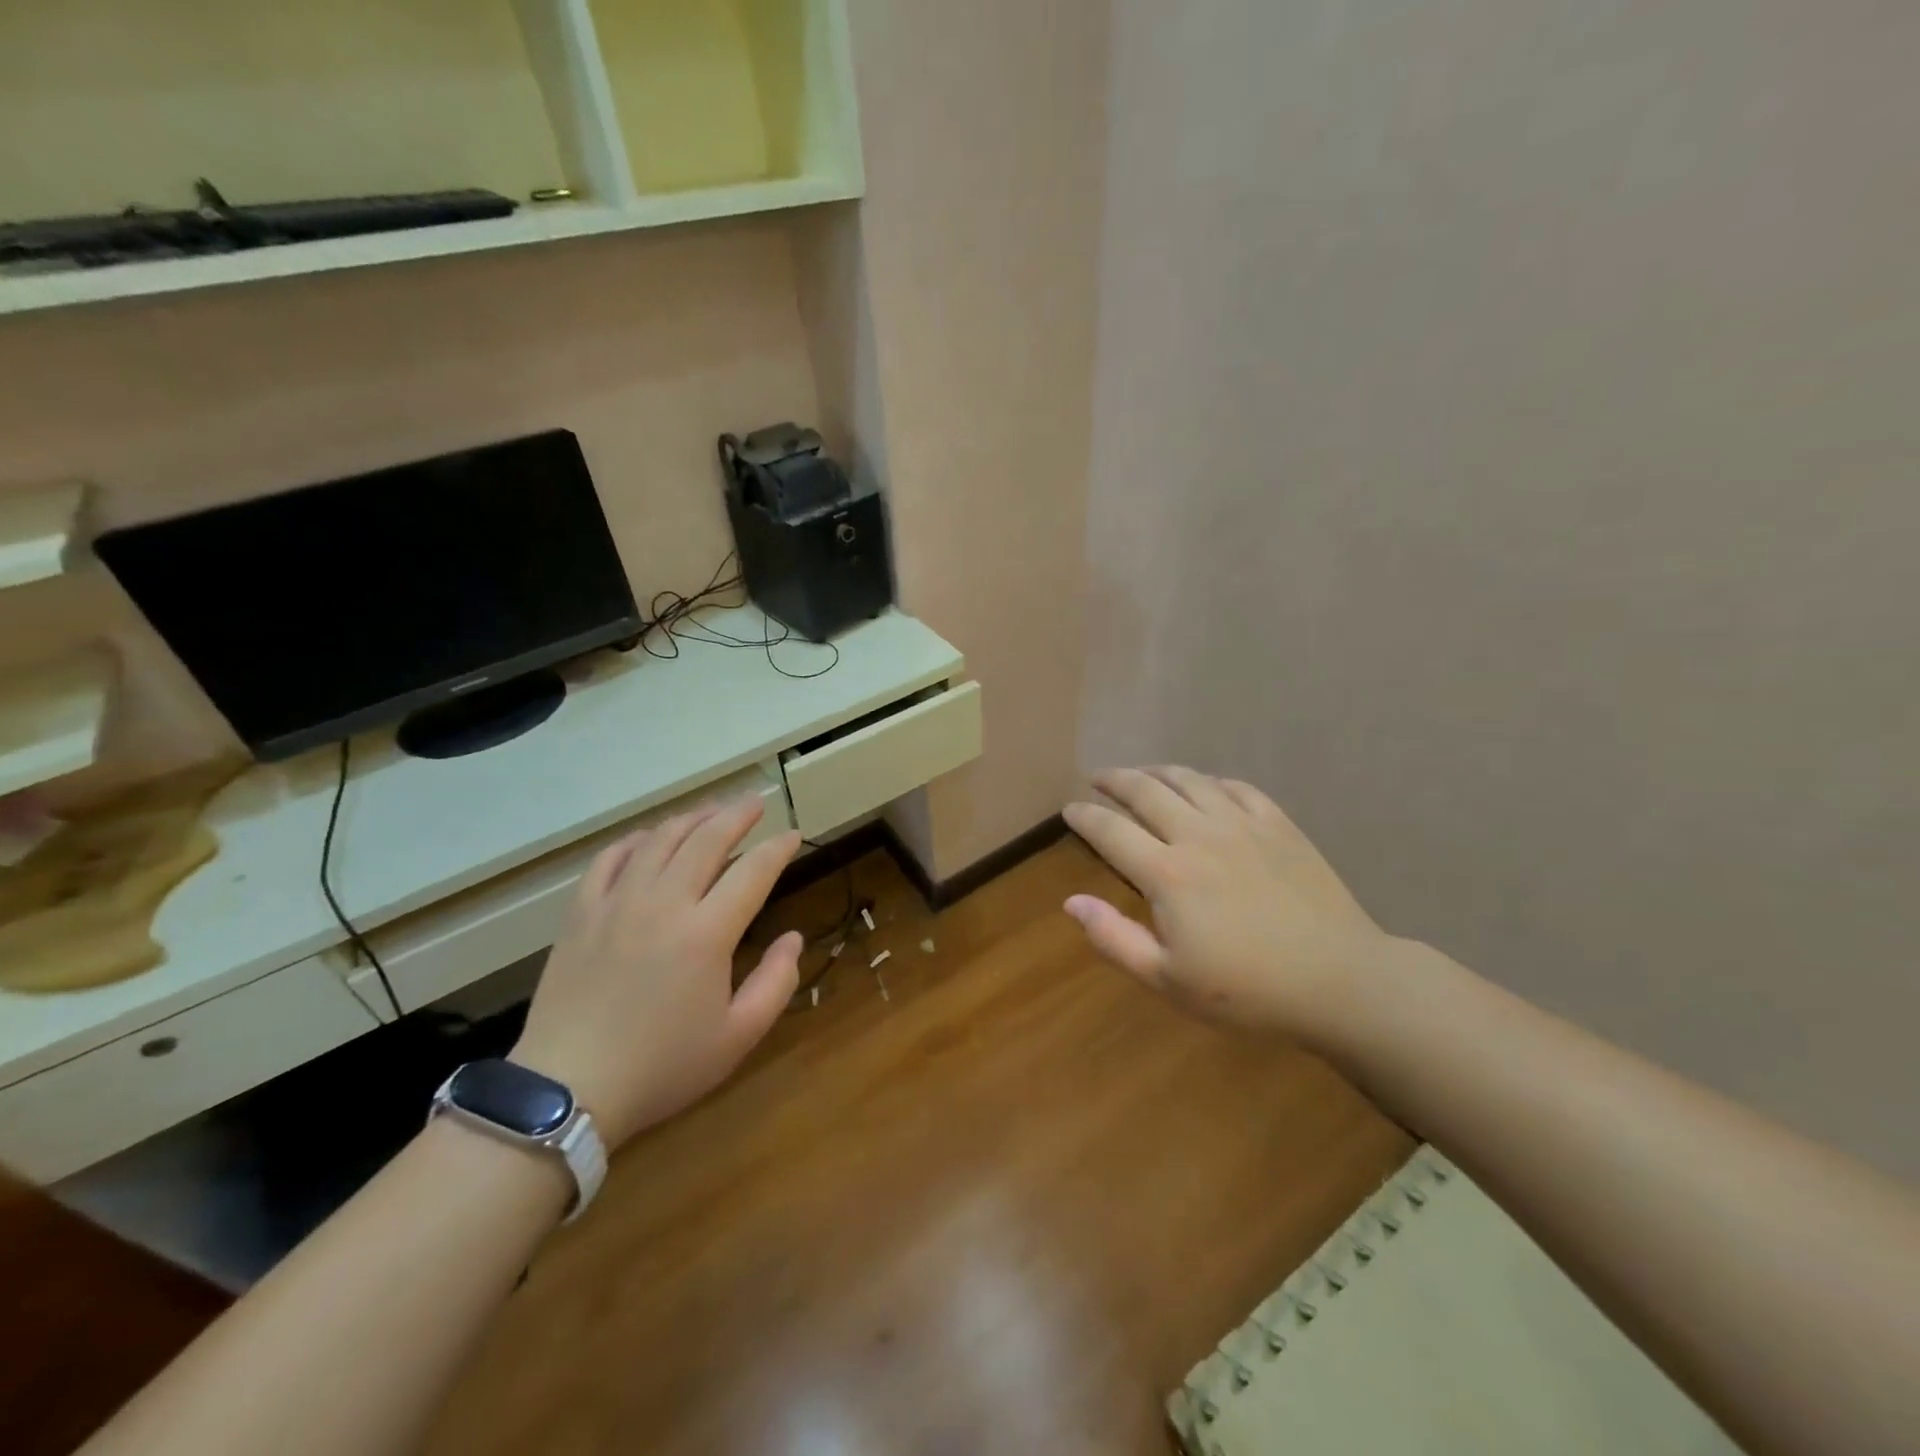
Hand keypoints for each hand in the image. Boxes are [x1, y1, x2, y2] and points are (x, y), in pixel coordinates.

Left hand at [511, 797, 802, 1149]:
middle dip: (737, 815)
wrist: (566, 1091)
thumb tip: (793, 938)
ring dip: (691, 819)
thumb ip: (776, 982)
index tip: (793, 835)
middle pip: (706, 839)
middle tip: (756, 803)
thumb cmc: (662, 1066)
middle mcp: (664, 903)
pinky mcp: (581, 913)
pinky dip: (635, 840)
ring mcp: (617, 903)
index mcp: (707, 933)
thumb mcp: (738, 1037)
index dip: (777, 848)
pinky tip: (649, 839)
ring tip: (711, 812)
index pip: (753, 871)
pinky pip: (609, 858)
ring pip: (659, 840)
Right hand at [1062, 766, 1406, 1042]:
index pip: (1110, 830)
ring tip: (1142, 774)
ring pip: (1189, 779)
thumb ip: (1114, 939)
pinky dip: (1209, 781)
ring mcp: (1242, 824)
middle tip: (1098, 779)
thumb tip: (1071, 902)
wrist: (1340, 980)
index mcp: (1166, 873)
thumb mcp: (1167, 980)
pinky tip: (1204, 787)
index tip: (1069, 810)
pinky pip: (1235, 787)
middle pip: (1145, 790)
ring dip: (1157, 772)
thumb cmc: (1247, 990)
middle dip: (1114, 780)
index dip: (1084, 816)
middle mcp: (1198, 834)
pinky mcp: (1278, 824)